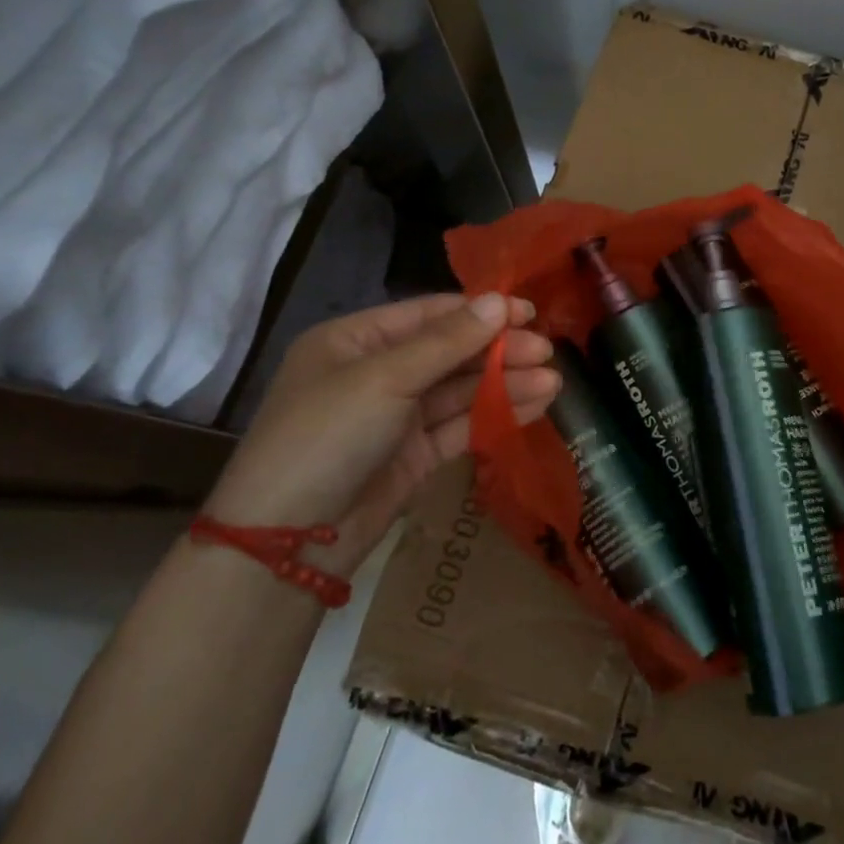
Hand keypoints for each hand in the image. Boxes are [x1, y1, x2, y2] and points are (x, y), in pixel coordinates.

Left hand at [205, 293, 560, 568]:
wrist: (289, 542)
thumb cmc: (326, 437)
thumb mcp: (384, 379)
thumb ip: (447, 342)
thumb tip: (499, 301)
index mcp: (354, 341)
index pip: (429, 315)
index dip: (480, 311)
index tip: (528, 312)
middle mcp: (376, 373)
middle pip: (450, 352)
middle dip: (498, 351)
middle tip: (547, 352)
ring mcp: (396, 416)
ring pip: (460, 390)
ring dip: (505, 384)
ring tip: (554, 382)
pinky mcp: (415, 454)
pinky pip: (461, 425)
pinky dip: (496, 415)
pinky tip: (534, 406)